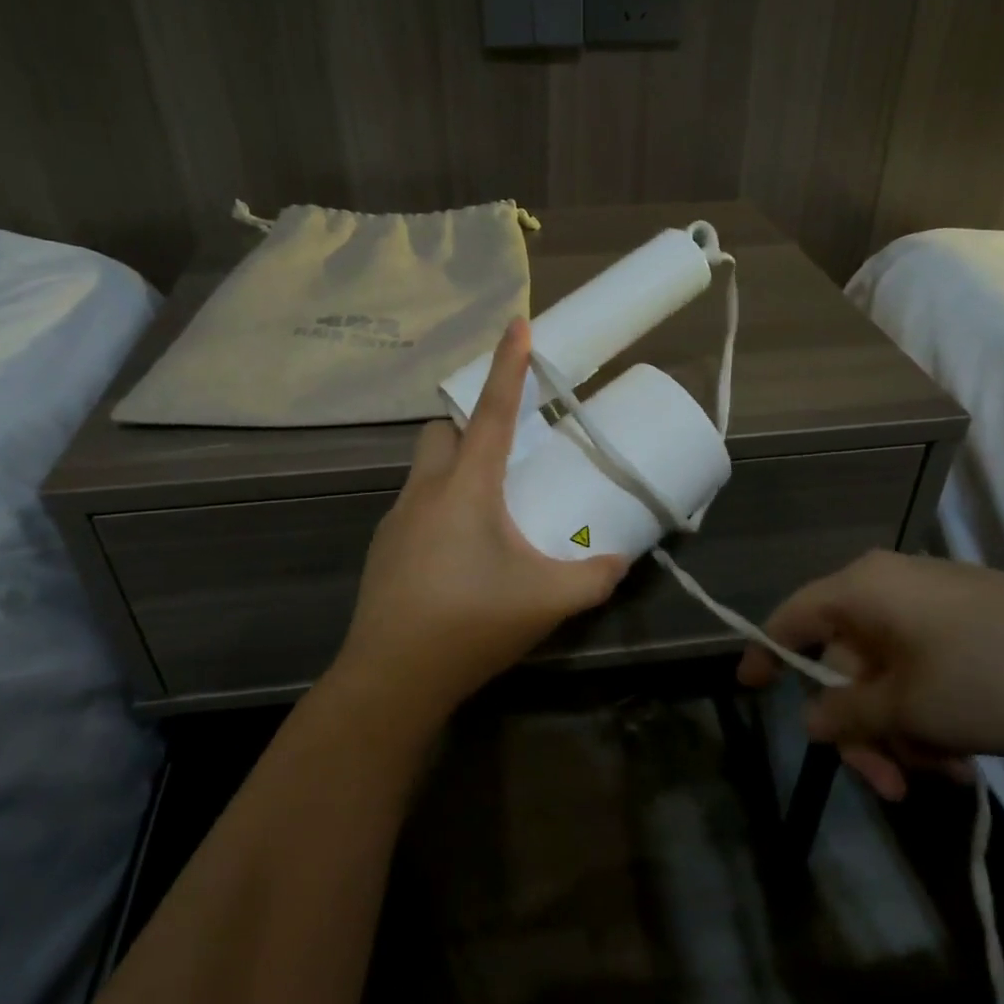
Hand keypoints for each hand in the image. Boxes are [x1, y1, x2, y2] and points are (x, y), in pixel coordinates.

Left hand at [335, 318, 629, 717]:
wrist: (391, 680)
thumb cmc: (470, 623)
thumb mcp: (547, 600)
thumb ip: (594, 577)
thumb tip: (619, 561)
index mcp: (466, 486)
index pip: (490, 410)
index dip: (508, 365)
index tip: (517, 323)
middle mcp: (425, 490)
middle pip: (440, 431)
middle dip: (469, 425)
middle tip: (505, 452)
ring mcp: (397, 520)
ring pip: (425, 470)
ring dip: (454, 470)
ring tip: (490, 510)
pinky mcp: (385, 550)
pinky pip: (416, 507)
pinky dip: (440, 509)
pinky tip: (461, 554)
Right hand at [737, 550, 1003, 798]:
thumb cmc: (994, 678)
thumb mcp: (911, 708)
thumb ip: (849, 715)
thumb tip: (811, 719)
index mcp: (864, 590)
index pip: (793, 616)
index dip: (766, 652)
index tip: (749, 689)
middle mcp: (891, 587)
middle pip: (846, 661)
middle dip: (862, 727)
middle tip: (887, 786)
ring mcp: (934, 604)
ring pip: (888, 674)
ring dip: (901, 731)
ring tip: (943, 776)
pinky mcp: (971, 624)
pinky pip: (925, 670)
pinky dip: (930, 714)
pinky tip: (963, 756)